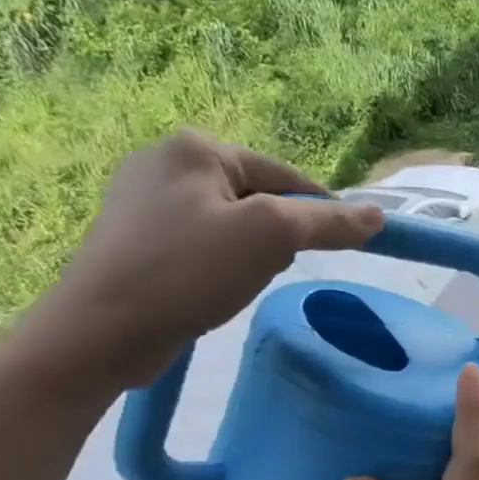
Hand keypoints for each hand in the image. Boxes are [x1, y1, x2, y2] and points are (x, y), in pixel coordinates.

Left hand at [28, 130, 383, 387]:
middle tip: (272, 269)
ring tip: (240, 282)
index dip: (320, 211)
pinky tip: (213, 288)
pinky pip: (201, 242)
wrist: (100, 332)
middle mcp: (164, 161)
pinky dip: (220, 263)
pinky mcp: (133, 237)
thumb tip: (378, 216)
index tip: (342, 248)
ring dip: (251, 251)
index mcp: (195, 147)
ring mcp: (142, 200)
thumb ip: (328, 222)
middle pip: (258, 196)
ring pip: (231, 222)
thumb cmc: (189, 271)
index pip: (285, 174)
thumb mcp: (272, 237)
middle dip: (278, 234)